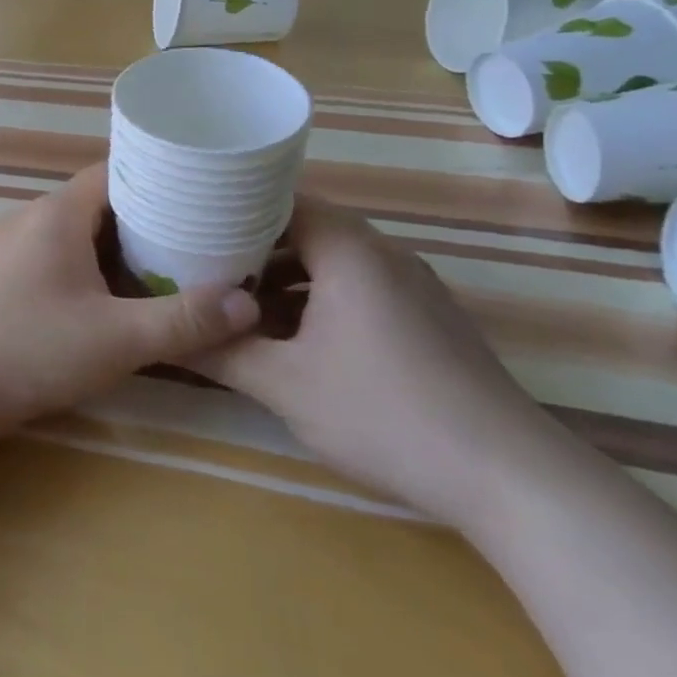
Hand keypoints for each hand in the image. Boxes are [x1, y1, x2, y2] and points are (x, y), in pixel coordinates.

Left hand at [0, 164, 261, 440]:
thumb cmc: (28, 350)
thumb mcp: (117, 339)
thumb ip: (184, 320)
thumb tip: (247, 304)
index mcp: (56, 214)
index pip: (118, 171)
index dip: (163, 178)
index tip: (205, 195)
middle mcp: (28, 219)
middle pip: (98, 204)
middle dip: (147, 220)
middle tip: (197, 240)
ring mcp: (6, 249)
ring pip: (73, 235)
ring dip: (114, 249)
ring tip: (162, 270)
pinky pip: (51, 258)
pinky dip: (85, 269)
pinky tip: (105, 300)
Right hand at [196, 197, 566, 528]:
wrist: (509, 477)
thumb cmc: (384, 413)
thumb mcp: (284, 385)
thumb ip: (220, 353)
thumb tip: (166, 337)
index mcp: (350, 251)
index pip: (282, 199)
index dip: (232, 205)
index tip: (190, 220)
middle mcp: (384, 254)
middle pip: (304, 228)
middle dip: (250, 246)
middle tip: (200, 263)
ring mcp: (412, 287)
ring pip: (331, 262)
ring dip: (282, 277)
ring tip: (235, 301)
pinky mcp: (427, 319)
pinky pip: (357, 288)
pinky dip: (316, 298)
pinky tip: (290, 337)